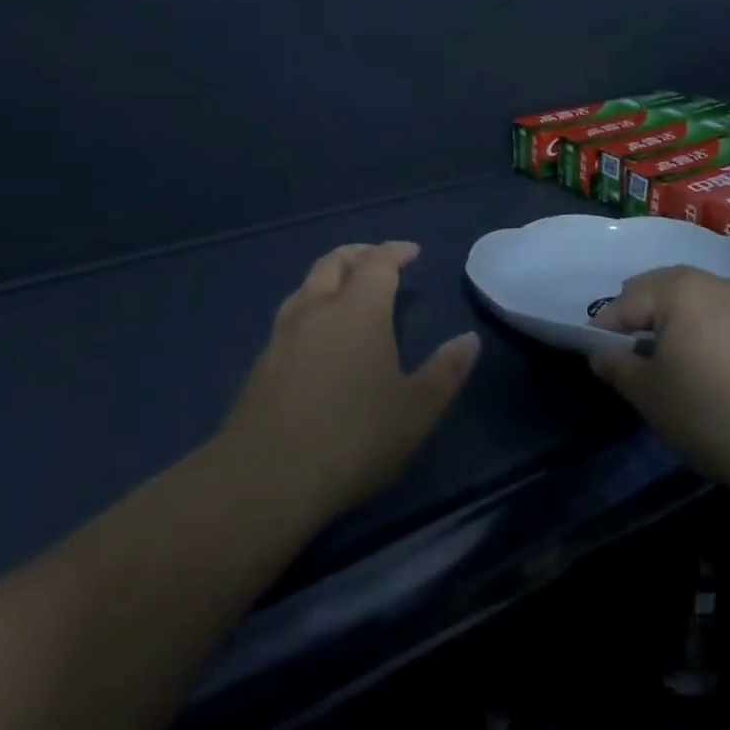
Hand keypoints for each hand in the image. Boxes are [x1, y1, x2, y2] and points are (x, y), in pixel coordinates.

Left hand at [222, 242, 481, 526]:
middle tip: (379, 259)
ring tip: (347, 289)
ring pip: (307, 284)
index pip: (378, 262)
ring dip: (330, 276)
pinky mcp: (261, 361)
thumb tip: (469, 339)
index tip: (412, 252)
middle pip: (335, 262)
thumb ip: (446, 371)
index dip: (396, 251)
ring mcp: (283, 333)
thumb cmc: (353, 438)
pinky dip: (312, 306)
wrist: (265, 478)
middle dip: (360, 254)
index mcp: (358, 309)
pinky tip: (317, 334)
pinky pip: (291, 314)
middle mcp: (318, 308)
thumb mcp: (416, 410)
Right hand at [590, 266, 729, 491]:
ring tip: (672, 358)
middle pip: (663, 289)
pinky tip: (713, 365)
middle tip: (631, 353)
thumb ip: (617, 366)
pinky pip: (728, 316)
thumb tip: (601, 355)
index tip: (596, 353)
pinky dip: (710, 330)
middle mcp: (716, 281)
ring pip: (698, 300)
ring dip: (678, 320)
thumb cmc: (710, 413)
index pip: (627, 302)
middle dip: (642, 316)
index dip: (605, 328)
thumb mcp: (650, 394)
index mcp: (680, 288)